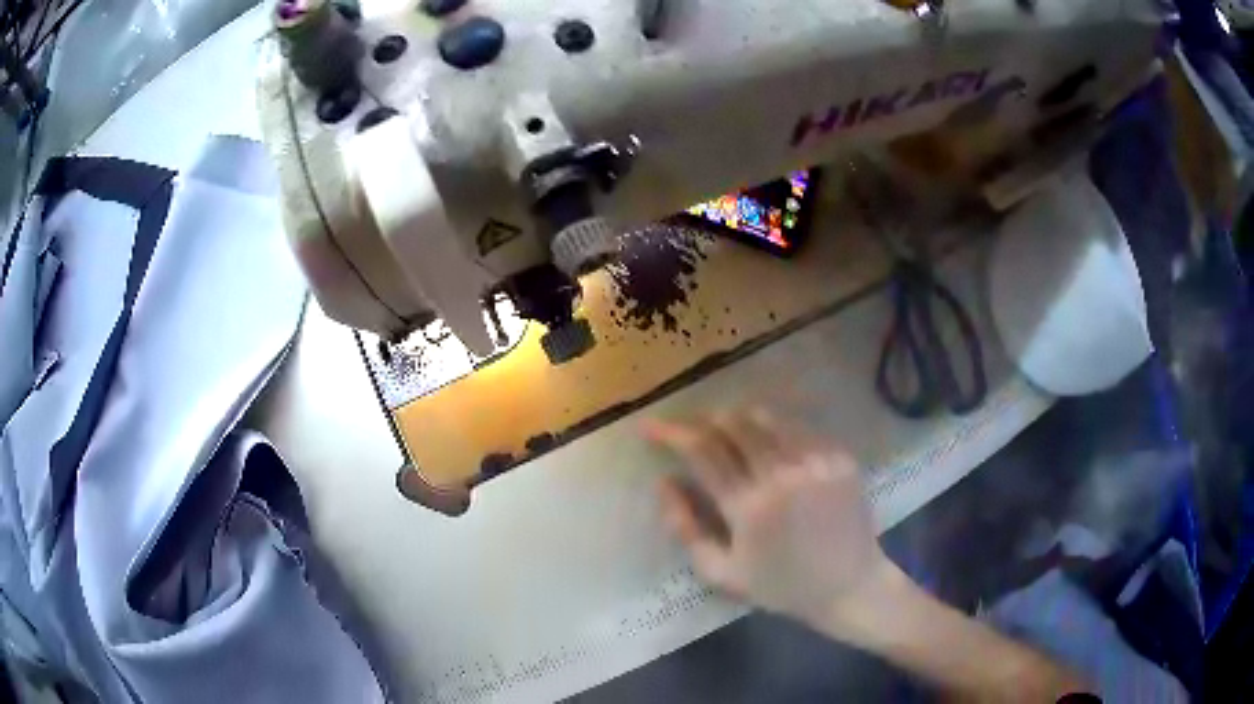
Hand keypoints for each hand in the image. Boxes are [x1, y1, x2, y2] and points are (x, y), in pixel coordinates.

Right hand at [643, 409, 894, 627]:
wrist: (849, 586)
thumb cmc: (781, 586)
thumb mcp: (721, 573)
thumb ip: (685, 529)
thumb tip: (664, 482)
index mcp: (748, 507)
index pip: (701, 450)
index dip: (670, 432)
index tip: (650, 426)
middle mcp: (781, 475)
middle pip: (732, 423)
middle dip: (704, 420)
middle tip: (692, 430)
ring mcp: (815, 462)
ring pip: (767, 418)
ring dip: (738, 418)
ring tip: (727, 430)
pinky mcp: (839, 457)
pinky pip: (799, 429)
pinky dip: (775, 429)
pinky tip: (770, 444)